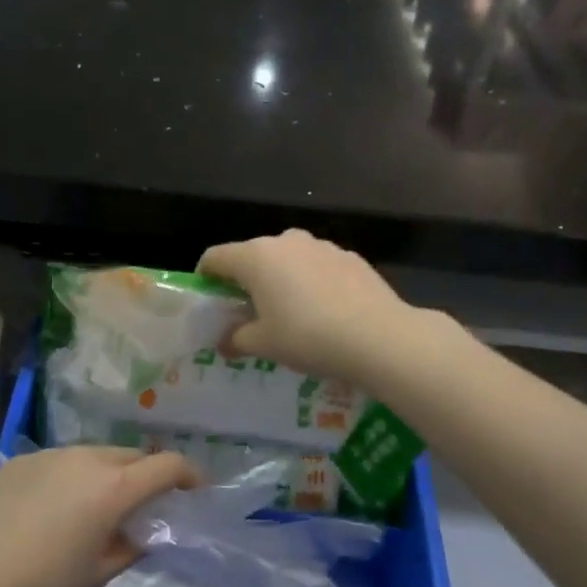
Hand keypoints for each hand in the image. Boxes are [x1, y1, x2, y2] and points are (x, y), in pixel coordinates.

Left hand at [0, 446, 198, 586]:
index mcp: (114, 487)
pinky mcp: (22, 460)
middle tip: (145, 504)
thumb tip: (140, 535)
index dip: (189, 474)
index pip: (166, 465)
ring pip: (95, 455)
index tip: (196, 489)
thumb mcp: (96, 575)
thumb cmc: (42, 583)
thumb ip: (128, 549)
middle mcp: (87, 458)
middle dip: (146, 474)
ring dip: (108, 474)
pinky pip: (61, 462)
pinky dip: (73, 477)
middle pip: (131, 456)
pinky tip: (52, 509)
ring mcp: (51, 455)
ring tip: (95, 508)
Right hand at [198, 229, 423, 382]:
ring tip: (290, 314)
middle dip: (246, 281)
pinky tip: (324, 312)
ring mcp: (321, 246)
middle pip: (252, 256)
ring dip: (281, 280)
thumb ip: (237, 339)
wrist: (379, 337)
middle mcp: (285, 241)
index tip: (210, 300)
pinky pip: (317, 267)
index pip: (215, 257)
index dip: (206, 277)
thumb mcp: (264, 344)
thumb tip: (224, 342)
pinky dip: (311, 282)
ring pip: (287, 259)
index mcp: (255, 257)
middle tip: (249, 313)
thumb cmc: (308, 337)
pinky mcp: (349, 257)